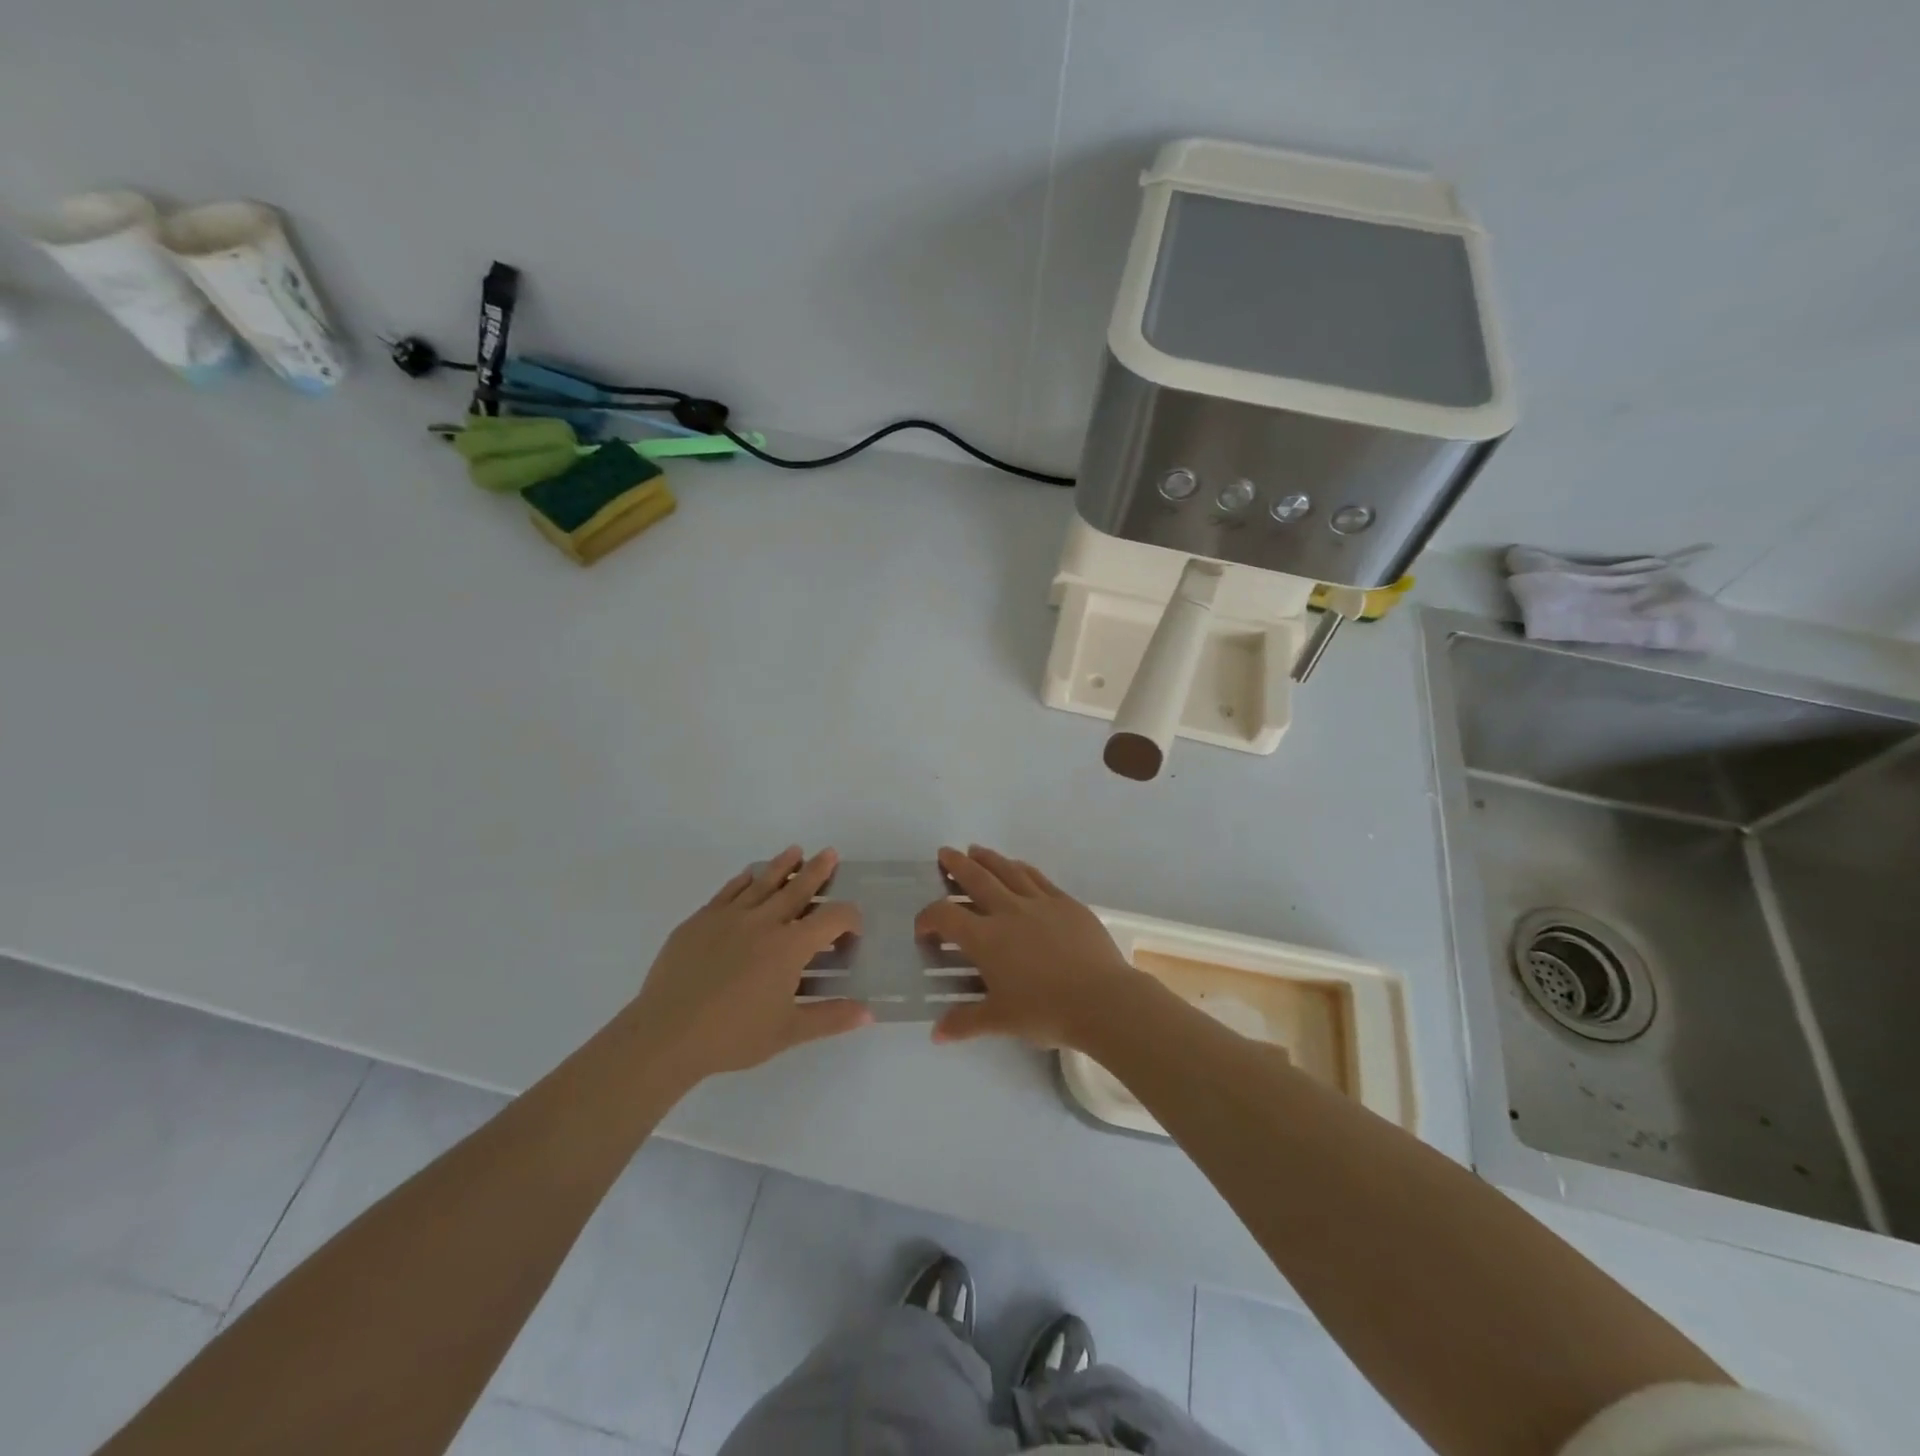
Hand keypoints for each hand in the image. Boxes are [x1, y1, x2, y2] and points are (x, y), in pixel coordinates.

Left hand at [628, 847, 871, 1083]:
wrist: (666, 1034)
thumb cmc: (733, 1036)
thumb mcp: (788, 1032)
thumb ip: (830, 1018)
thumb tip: (869, 1012)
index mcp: (790, 946)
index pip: (832, 919)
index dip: (849, 918)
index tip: (853, 929)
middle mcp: (764, 922)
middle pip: (797, 888)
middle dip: (817, 871)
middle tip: (830, 853)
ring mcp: (729, 917)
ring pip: (762, 882)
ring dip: (782, 866)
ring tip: (795, 851)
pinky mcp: (700, 921)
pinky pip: (727, 892)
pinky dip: (742, 880)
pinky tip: (748, 875)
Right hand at [914, 845, 1145, 1049]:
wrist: (1102, 1000)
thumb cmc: (1046, 1011)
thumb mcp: (1000, 1020)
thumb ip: (965, 1022)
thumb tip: (936, 1033)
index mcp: (986, 938)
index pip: (945, 916)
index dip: (928, 917)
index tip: (924, 928)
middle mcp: (1008, 911)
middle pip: (976, 878)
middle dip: (956, 865)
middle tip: (945, 854)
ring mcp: (1040, 903)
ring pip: (1008, 870)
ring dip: (988, 859)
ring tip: (976, 851)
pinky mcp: (1066, 903)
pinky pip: (1038, 878)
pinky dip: (1022, 869)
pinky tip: (1018, 866)